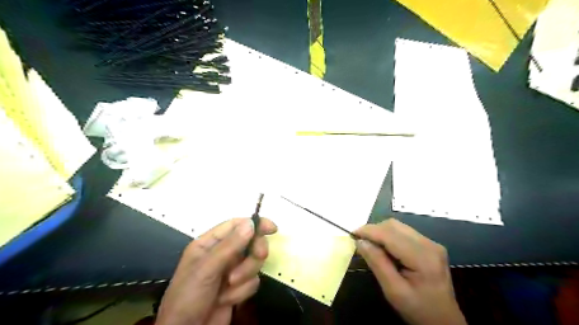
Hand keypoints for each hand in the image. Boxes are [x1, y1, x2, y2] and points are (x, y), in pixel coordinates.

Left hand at [158, 217, 276, 323]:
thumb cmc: (189, 296)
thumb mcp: (206, 269)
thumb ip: (229, 246)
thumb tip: (251, 223)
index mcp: (210, 243)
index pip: (236, 225)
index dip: (255, 224)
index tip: (272, 229)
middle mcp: (222, 254)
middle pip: (250, 242)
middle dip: (254, 252)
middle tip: (259, 256)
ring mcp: (231, 270)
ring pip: (253, 262)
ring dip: (245, 275)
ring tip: (229, 287)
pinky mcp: (238, 287)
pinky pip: (253, 281)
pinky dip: (242, 292)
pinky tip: (227, 300)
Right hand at [356, 218, 466, 324]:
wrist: (444, 321)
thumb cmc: (418, 309)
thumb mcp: (394, 291)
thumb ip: (377, 263)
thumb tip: (360, 241)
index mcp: (423, 257)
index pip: (390, 234)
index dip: (369, 231)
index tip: (352, 234)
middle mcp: (429, 244)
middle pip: (394, 226)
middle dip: (374, 230)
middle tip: (360, 242)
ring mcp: (431, 243)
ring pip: (398, 227)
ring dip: (381, 232)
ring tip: (371, 245)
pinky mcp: (430, 246)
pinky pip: (404, 233)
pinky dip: (389, 236)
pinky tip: (384, 249)